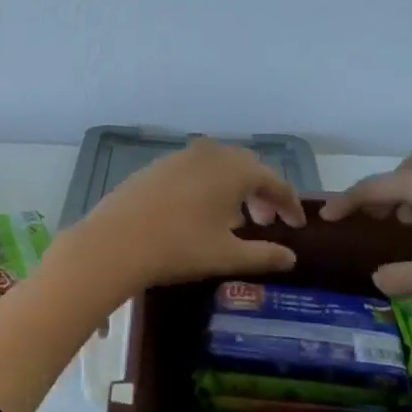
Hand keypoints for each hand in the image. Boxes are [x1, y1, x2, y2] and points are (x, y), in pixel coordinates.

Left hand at [71, 139, 305, 290]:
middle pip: (246, 167)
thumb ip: (264, 255)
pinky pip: (193, 171)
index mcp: (234, 169)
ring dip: (233, 189)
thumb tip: (291, 258)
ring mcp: (178, 157)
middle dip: (261, 192)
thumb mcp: (226, 256)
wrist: (114, 243)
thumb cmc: (178, 248)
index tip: (297, 224)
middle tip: (266, 222)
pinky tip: (199, 213)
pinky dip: (206, 187)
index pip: (274, 180)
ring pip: (218, 167)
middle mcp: (209, 153)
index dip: (289, 203)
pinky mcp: (154, 167)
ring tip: (234, 220)